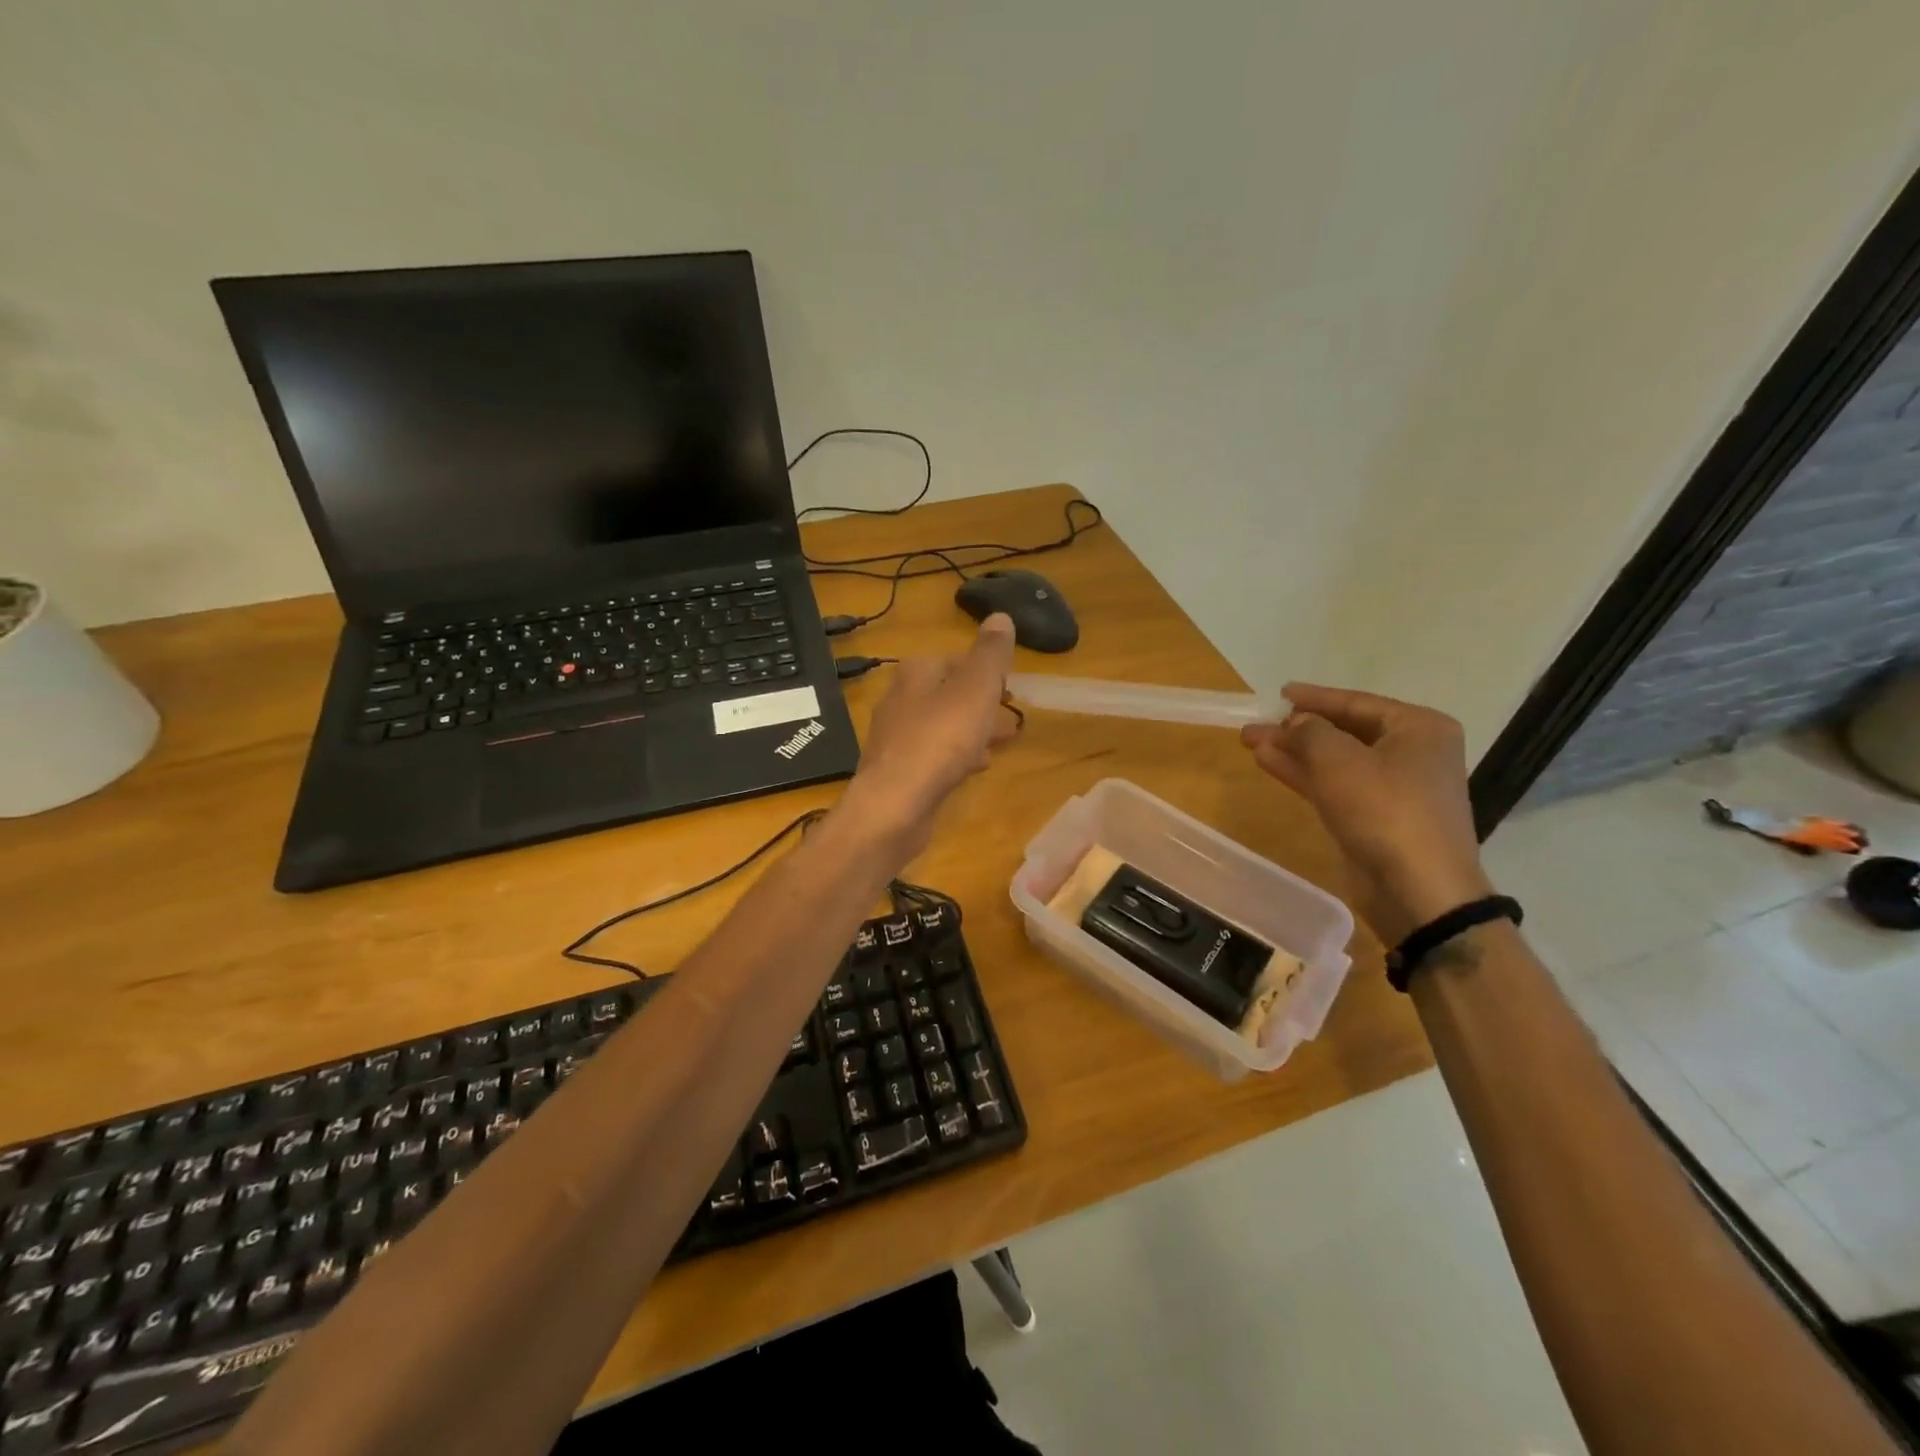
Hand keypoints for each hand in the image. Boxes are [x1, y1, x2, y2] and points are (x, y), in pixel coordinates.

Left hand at [840, 614, 1018, 859]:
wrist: (894, 806)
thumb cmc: (939, 740)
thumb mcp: (974, 690)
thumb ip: (989, 655)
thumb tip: (999, 616)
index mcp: (915, 673)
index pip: (954, 659)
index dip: (984, 670)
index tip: (1010, 686)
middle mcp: (900, 700)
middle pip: (948, 693)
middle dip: (981, 702)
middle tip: (1011, 714)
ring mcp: (896, 738)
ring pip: (943, 725)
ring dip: (972, 729)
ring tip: (1003, 740)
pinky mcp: (899, 772)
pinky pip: (935, 755)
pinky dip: (958, 755)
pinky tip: (976, 767)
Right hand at [1241, 683, 1493, 943]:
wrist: (1416, 889)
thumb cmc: (1384, 809)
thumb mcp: (1338, 759)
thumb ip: (1309, 731)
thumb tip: (1296, 723)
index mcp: (1419, 728)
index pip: (1357, 702)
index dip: (1315, 697)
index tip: (1280, 693)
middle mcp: (1412, 753)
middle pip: (1344, 731)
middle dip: (1297, 728)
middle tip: (1257, 724)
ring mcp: (1394, 788)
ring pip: (1334, 760)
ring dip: (1294, 752)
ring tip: (1251, 742)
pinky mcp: (1375, 818)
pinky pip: (1334, 786)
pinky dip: (1303, 775)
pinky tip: (1269, 764)